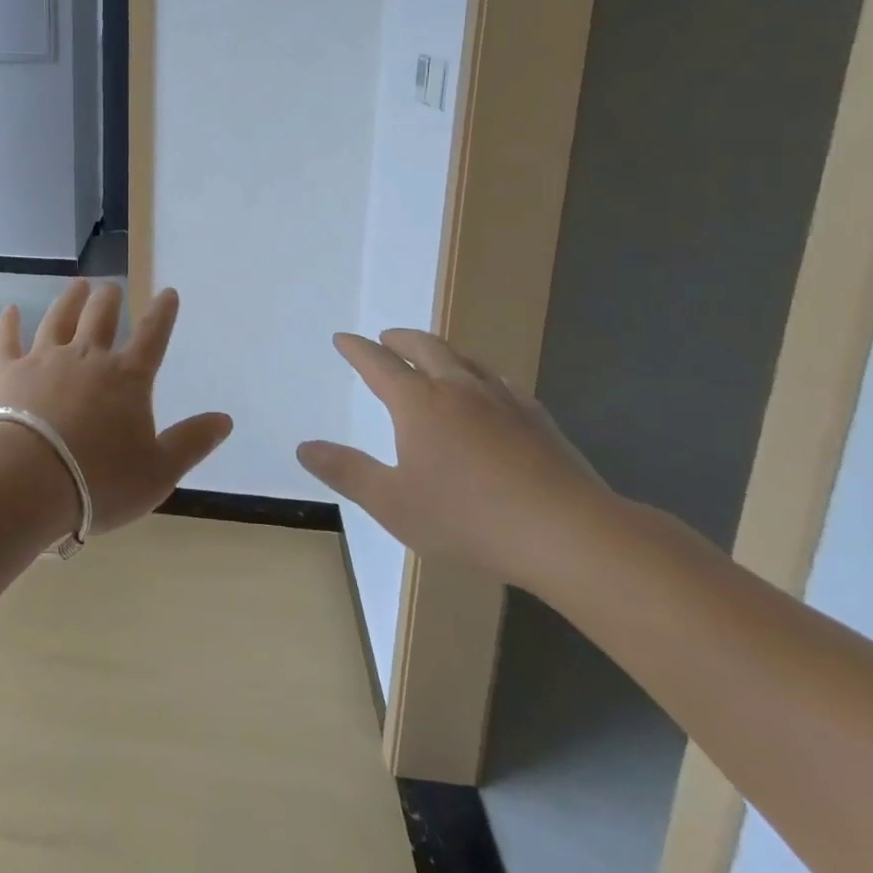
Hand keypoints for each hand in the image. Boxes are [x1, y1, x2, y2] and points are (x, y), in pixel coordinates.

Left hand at [0, 280, 232, 533]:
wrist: (27, 480)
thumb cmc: (99, 482)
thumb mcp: (158, 472)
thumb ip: (192, 443)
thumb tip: (225, 419)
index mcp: (127, 379)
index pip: (152, 337)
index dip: (163, 314)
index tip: (168, 293)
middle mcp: (87, 358)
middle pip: (100, 317)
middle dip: (108, 299)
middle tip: (110, 287)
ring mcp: (43, 360)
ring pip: (58, 319)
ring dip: (69, 300)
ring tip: (77, 285)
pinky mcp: (6, 371)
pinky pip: (7, 339)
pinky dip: (8, 323)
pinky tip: (10, 310)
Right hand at [296, 329, 608, 588]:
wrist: (568, 534)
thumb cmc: (469, 518)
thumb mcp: (392, 502)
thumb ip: (346, 472)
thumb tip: (304, 447)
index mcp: (418, 403)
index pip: (378, 364)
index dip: (357, 350)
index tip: (343, 338)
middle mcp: (457, 389)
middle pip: (424, 348)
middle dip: (399, 339)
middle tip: (385, 337)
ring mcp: (502, 401)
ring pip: (464, 359)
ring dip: (440, 350)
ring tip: (431, 354)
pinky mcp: (537, 419)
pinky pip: (501, 382)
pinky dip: (481, 373)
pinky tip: (490, 388)